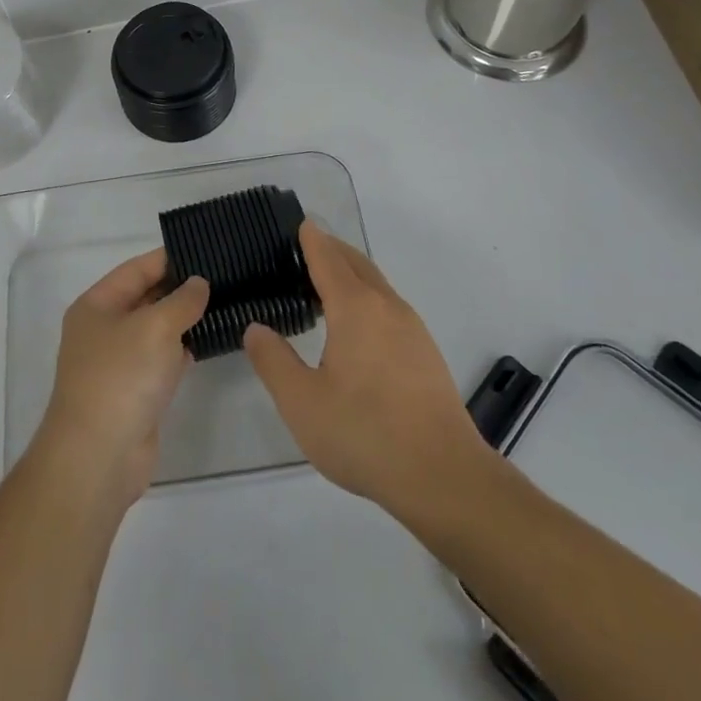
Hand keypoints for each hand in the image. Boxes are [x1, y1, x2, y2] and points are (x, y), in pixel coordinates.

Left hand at [32, 250, 209, 509]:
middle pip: (146, 297)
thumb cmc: (121, 378)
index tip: (206, 249)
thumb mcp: (155, 327)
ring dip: (185, 319)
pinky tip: (212, 339)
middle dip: (181, 288)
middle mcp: (104, 329)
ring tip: (226, 301)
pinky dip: (184, 349)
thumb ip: (182, 300)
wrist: (98, 457)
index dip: (169, 258)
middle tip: (224, 275)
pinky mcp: (136, 391)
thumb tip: (199, 283)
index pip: (136, 269)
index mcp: (96, 305)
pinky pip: (163, 358)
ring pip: (157, 329)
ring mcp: (119, 362)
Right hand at [243, 222, 489, 515]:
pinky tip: (357, 328)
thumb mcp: (302, 403)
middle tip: (305, 250)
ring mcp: (412, 329)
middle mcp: (386, 306)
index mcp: (355, 307)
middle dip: (332, 250)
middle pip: (356, 263)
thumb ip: (273, 361)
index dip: (311, 239)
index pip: (328, 258)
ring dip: (351, 274)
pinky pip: (389, 307)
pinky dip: (367, 298)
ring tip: (324, 287)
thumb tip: (256, 328)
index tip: (300, 223)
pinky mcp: (426, 353)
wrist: (444, 476)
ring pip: (376, 285)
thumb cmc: (365, 434)